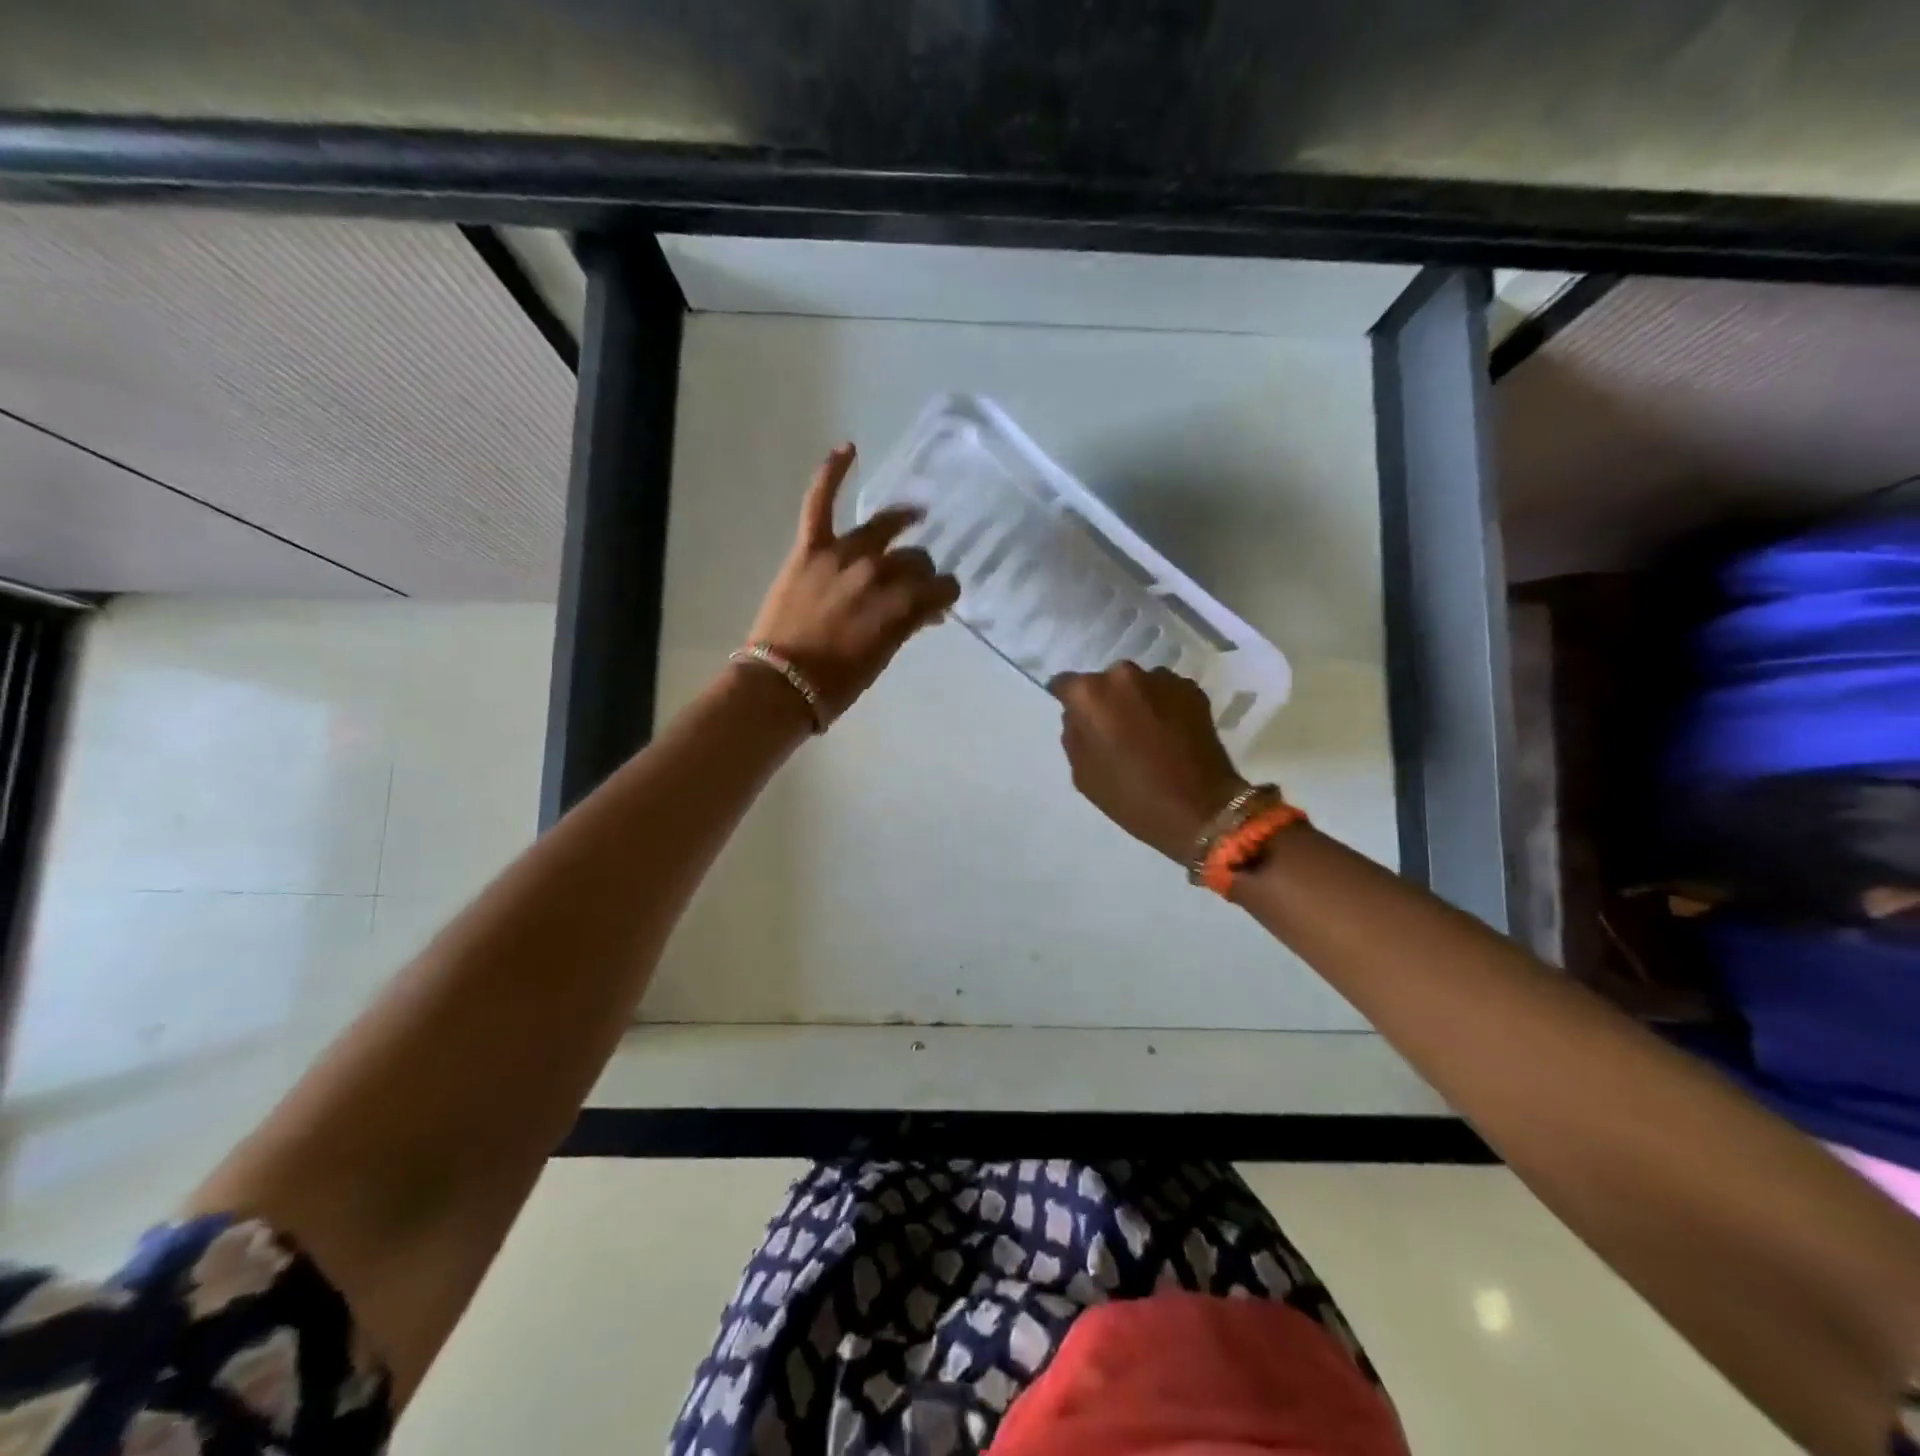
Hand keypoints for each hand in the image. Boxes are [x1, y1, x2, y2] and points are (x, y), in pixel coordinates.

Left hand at [748, 444, 959, 719]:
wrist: (780, 685)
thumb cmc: (836, 683)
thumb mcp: (883, 657)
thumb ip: (907, 625)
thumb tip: (925, 609)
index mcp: (901, 606)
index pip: (940, 587)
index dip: (944, 594)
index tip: (940, 602)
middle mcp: (878, 573)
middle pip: (914, 559)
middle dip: (922, 572)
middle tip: (916, 583)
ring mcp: (842, 556)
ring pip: (883, 528)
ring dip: (902, 522)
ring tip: (913, 515)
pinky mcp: (810, 548)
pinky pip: (821, 501)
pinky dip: (832, 472)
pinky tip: (848, 448)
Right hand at [1050, 664, 1250, 862]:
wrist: (1200, 809)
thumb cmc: (1132, 796)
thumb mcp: (1083, 774)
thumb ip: (1074, 735)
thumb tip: (1080, 717)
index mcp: (1090, 694)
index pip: (1065, 684)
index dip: (1069, 701)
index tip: (1078, 719)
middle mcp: (1123, 675)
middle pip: (1104, 682)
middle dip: (1106, 700)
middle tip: (1115, 730)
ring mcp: (1161, 679)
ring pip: (1138, 685)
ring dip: (1137, 701)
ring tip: (1147, 732)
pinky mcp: (1192, 689)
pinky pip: (1166, 692)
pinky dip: (1164, 706)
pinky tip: (1171, 734)